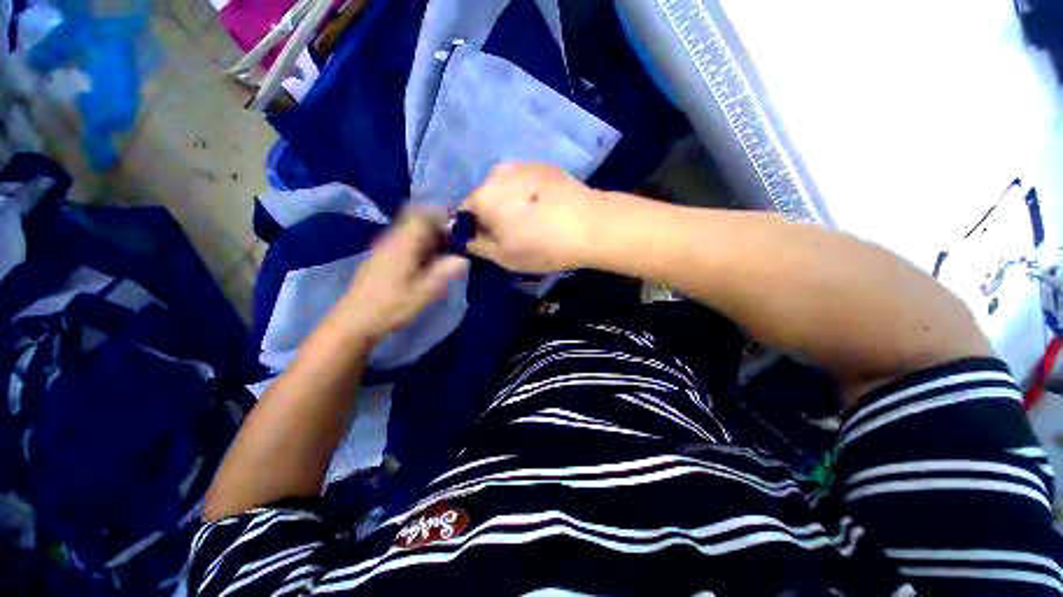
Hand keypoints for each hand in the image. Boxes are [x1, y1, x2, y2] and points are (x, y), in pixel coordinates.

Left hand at [336, 209, 468, 342]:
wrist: (354, 321)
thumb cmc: (391, 307)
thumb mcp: (423, 293)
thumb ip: (444, 273)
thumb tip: (463, 259)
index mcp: (403, 244)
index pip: (423, 216)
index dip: (441, 216)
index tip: (458, 225)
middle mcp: (391, 240)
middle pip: (415, 220)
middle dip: (436, 225)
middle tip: (454, 240)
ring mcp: (382, 248)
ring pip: (408, 230)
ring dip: (427, 235)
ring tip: (444, 251)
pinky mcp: (379, 258)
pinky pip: (402, 241)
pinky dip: (418, 244)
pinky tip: (425, 261)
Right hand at [462, 163, 603, 272]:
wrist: (590, 225)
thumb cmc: (543, 245)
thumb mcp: (504, 257)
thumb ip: (476, 245)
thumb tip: (463, 237)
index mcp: (483, 196)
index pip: (464, 212)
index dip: (474, 229)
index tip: (491, 241)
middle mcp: (497, 173)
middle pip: (485, 197)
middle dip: (492, 214)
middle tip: (514, 233)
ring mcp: (522, 165)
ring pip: (505, 188)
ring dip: (511, 202)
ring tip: (534, 220)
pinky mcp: (544, 165)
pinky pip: (525, 182)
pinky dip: (528, 194)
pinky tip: (546, 208)